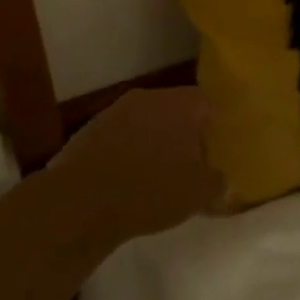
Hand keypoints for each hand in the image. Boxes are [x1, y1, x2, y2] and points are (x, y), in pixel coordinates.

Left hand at [52, 87, 223, 241]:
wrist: (80, 202)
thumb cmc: (151, 190)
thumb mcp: (199, 193)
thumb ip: (217, 180)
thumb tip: (218, 176)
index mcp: (180, 104)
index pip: (206, 102)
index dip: (214, 124)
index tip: (215, 148)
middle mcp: (148, 97)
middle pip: (174, 109)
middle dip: (182, 133)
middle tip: (189, 162)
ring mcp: (114, 112)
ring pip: (144, 122)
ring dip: (152, 141)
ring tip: (156, 174)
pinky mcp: (89, 131)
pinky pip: (119, 138)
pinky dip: (126, 153)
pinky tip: (126, 181)